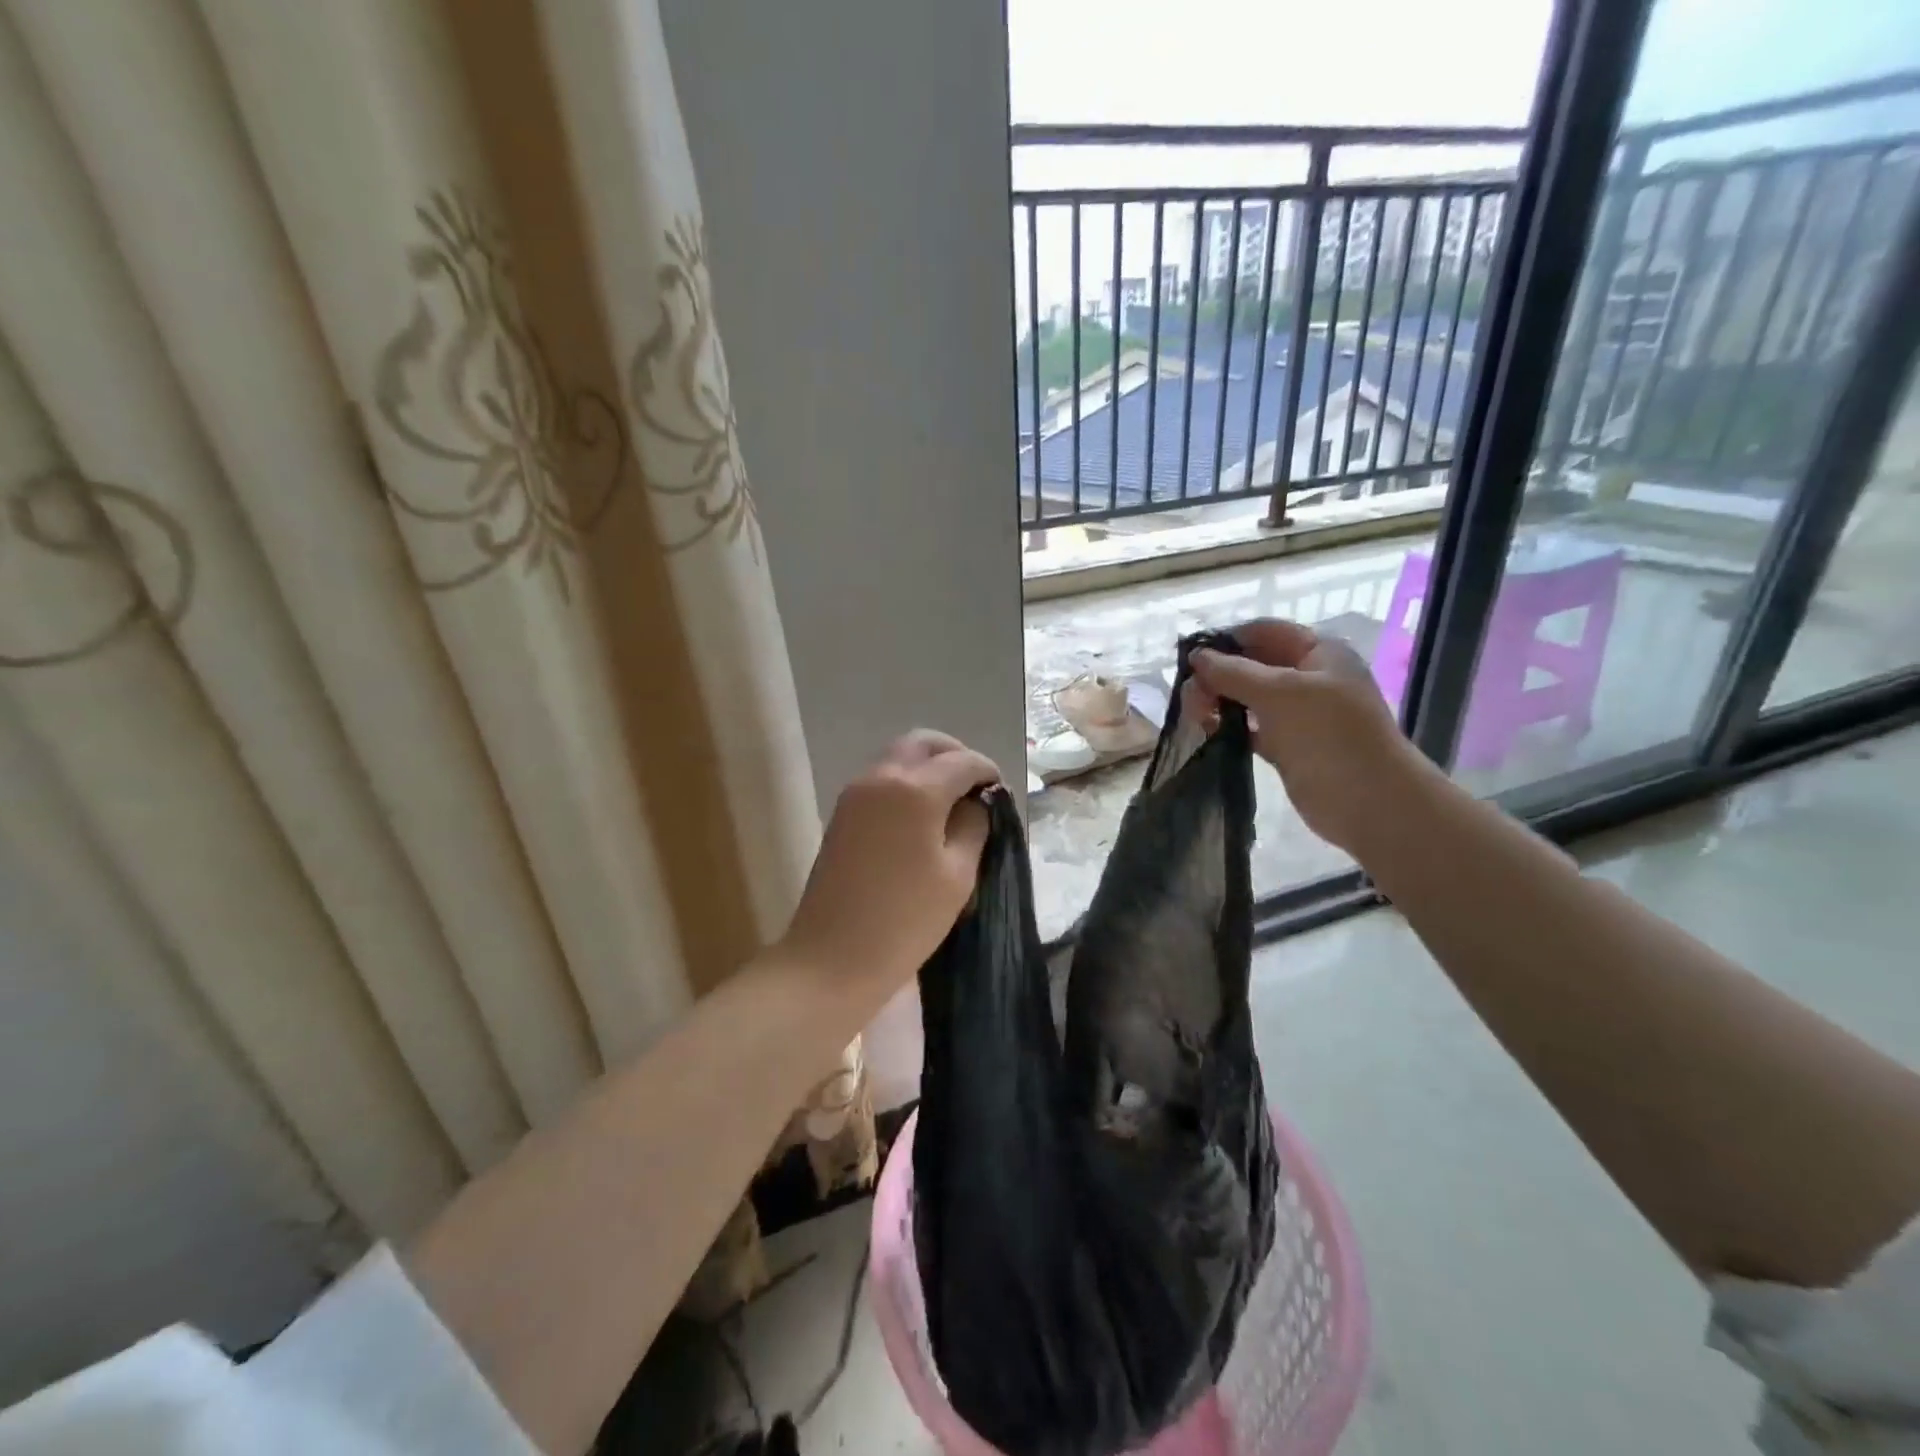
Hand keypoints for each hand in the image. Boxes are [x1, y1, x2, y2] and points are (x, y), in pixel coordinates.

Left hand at [778, 731, 998, 1019]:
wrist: (832, 958)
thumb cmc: (905, 920)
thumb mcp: (957, 875)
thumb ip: (973, 826)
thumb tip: (976, 803)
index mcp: (915, 789)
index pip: (962, 761)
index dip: (987, 771)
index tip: (1001, 793)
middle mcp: (881, 777)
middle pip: (923, 743)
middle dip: (954, 756)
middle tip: (975, 787)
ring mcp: (855, 794)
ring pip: (899, 758)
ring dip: (928, 767)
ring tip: (951, 804)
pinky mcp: (842, 814)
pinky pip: (881, 780)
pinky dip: (906, 783)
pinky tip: (922, 817)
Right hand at [1190, 619, 1424, 853]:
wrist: (1369, 801)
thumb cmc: (1329, 734)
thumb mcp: (1280, 693)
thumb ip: (1234, 671)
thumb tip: (1197, 657)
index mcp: (1318, 653)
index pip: (1264, 632)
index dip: (1228, 639)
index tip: (1191, 658)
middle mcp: (1309, 678)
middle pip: (1252, 664)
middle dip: (1218, 674)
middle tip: (1190, 697)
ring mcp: (1299, 714)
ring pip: (1248, 698)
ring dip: (1219, 701)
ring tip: (1195, 716)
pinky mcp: (1288, 746)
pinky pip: (1250, 728)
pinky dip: (1229, 727)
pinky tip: (1207, 732)